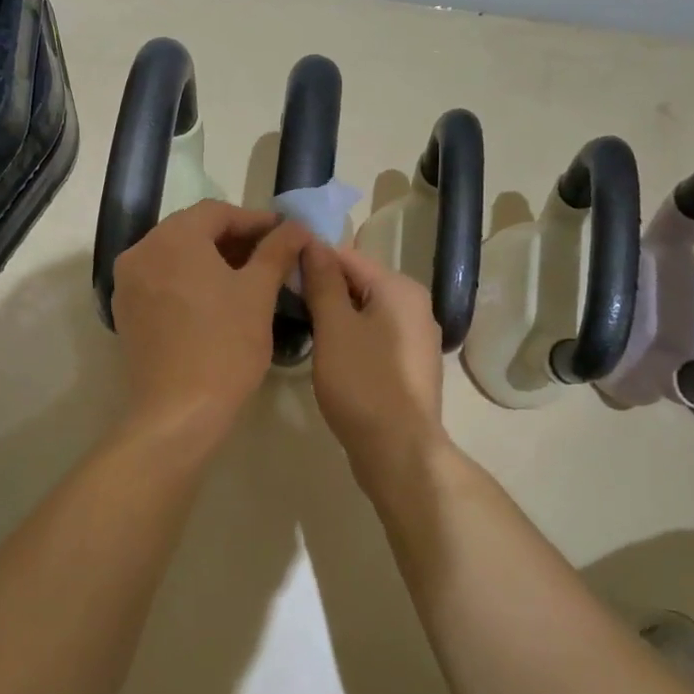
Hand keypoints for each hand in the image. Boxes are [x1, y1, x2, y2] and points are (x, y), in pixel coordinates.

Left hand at [111, 201, 309, 449]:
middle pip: (192, 230)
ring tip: (248, 278)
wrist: (178, 412)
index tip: (285, 235)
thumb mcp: (258, 293)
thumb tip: (297, 227)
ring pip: (175, 256)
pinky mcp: (127, 312)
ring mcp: (127, 283)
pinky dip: (189, 280)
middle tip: (270, 255)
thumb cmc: (224, 346)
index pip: (217, 212)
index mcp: (172, 238)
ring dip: (212, 259)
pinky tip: (217, 300)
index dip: (255, 220)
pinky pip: (162, 280)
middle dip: (233, 239)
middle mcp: (141, 251)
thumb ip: (277, 251)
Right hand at [300, 242, 448, 482]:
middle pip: (359, 283)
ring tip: (300, 326)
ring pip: (365, 312)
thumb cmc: (362, 382)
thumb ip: (323, 282)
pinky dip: (350, 338)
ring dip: (334, 316)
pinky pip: (374, 337)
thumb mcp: (334, 327)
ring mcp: (416, 339)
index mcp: (400, 288)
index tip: (277, 272)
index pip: (347, 257)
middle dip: (322, 289)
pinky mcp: (409, 367)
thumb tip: (313, 243)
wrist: (399, 450)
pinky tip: (328, 354)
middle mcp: (415, 306)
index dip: (311, 260)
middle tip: (283, 302)